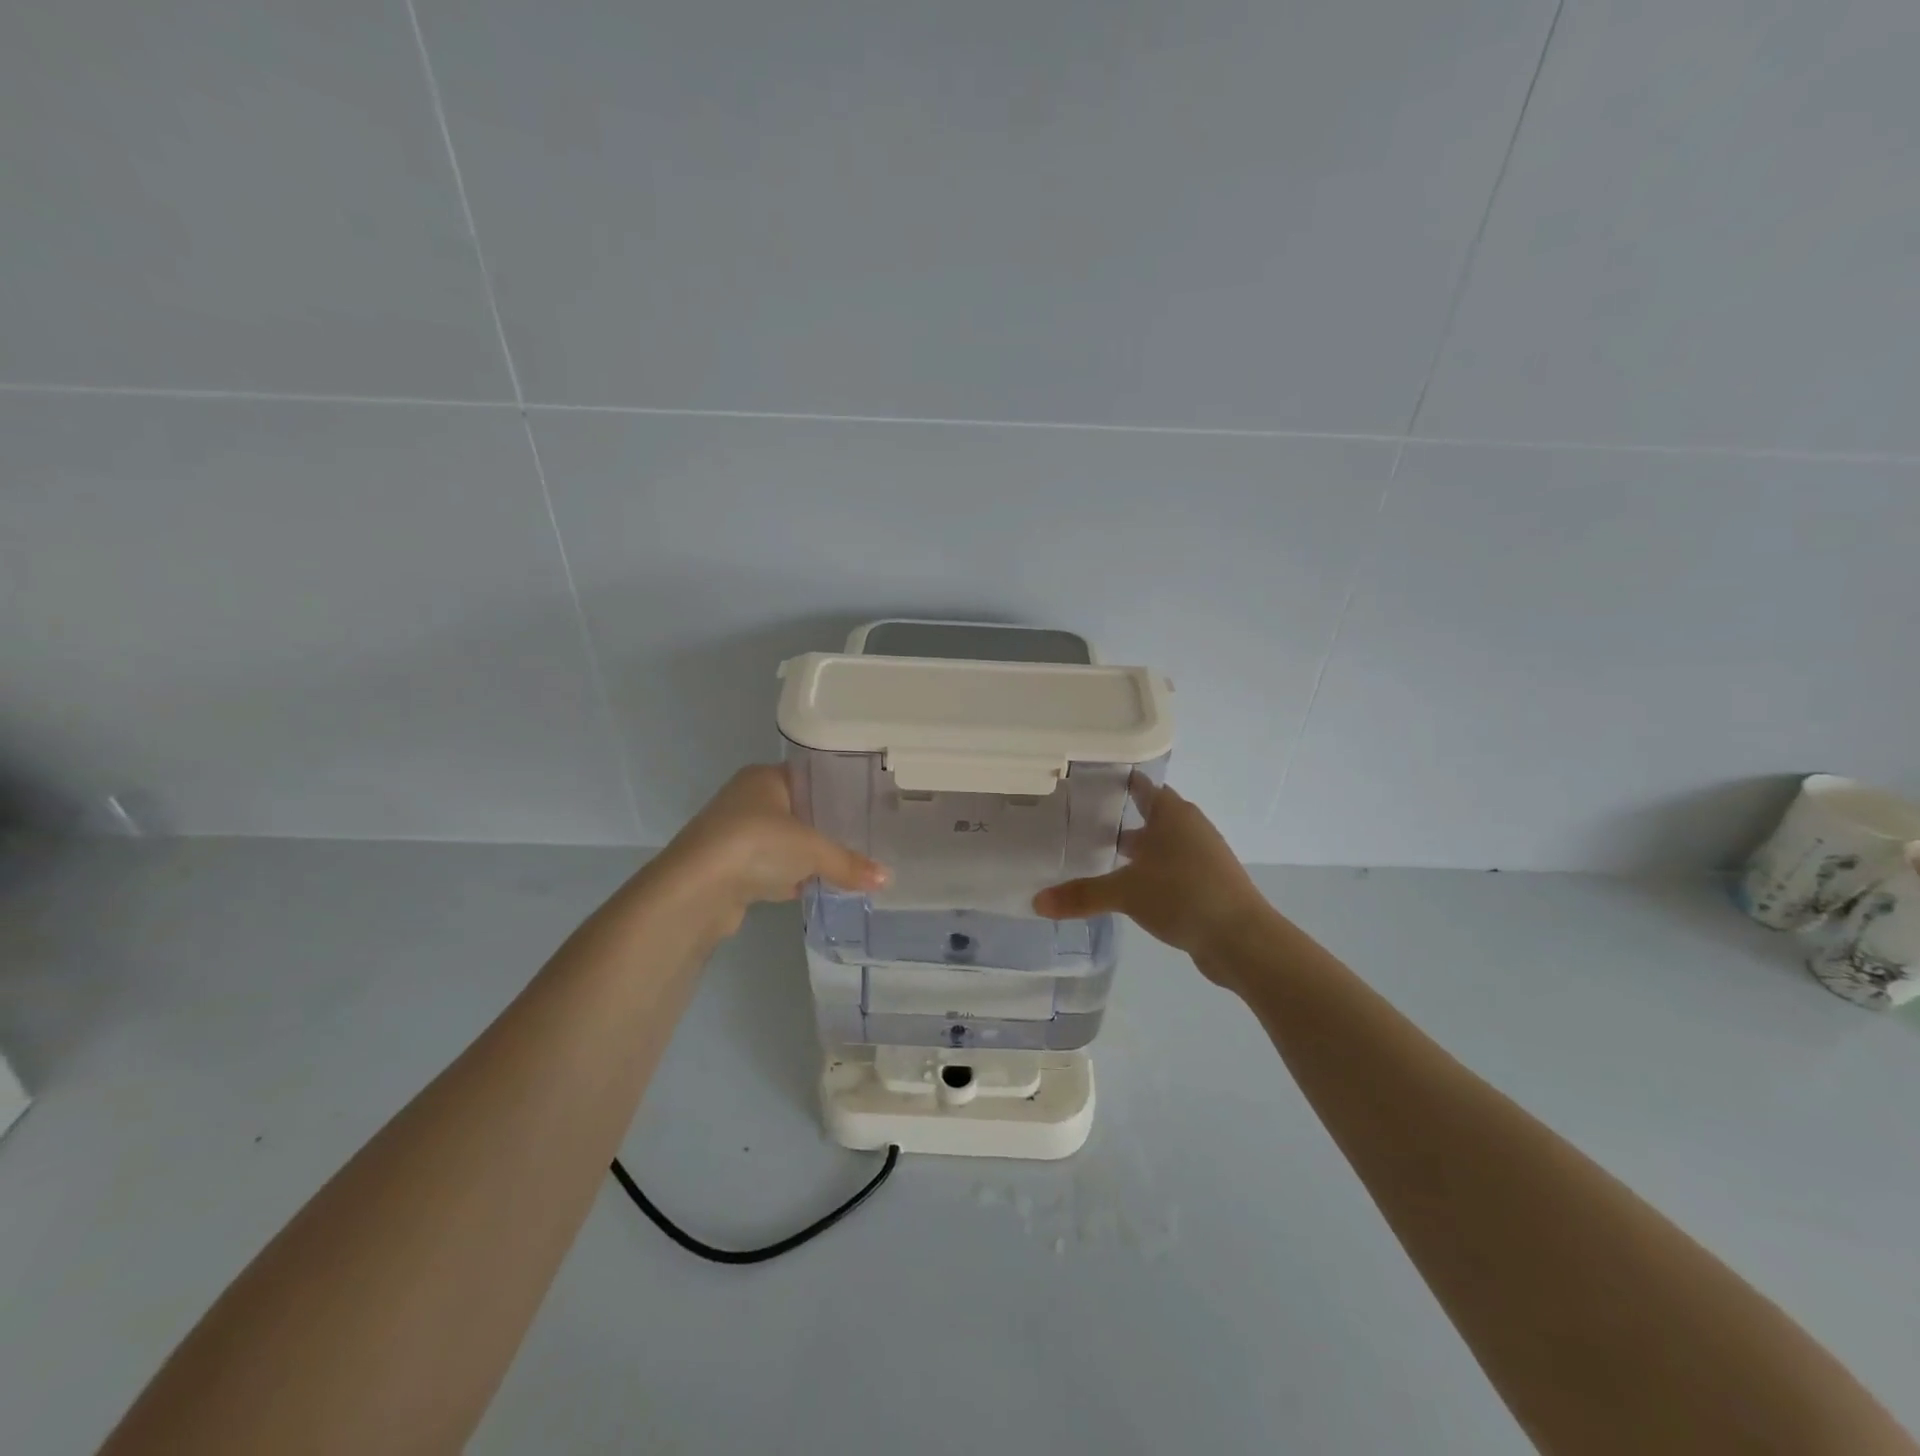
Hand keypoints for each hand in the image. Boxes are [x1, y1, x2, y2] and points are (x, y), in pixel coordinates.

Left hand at [651, 764, 886, 936]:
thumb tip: (887, 879)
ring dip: (807, 855)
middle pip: (799, 810)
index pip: (810, 776)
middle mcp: (747, 799)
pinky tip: (816, 887)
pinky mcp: (731, 868)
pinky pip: (771, 867)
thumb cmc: (756, 846)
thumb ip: (848, 862)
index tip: (869, 805)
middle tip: (866, 836)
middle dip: (827, 826)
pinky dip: (791, 877)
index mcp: (764, 778)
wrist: (696, 890)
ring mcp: (736, 835)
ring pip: (784, 841)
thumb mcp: (811, 850)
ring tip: (848, 863)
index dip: (839, 790)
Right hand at [1033, 778, 1270, 971]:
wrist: (1242, 938)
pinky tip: (1133, 888)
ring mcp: (1204, 854)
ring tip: (1103, 856)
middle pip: (1153, 814)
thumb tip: (1036, 902)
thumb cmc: (1182, 896)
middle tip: (1085, 821)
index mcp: (1171, 814)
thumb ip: (1081, 895)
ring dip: (1140, 847)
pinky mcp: (1210, 882)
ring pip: (1164, 842)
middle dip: (1123, 817)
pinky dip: (1153, 871)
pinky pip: (1174, 867)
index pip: (1142, 786)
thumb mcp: (1125, 893)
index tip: (1090, 782)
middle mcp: (1190, 826)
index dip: (1119, 782)